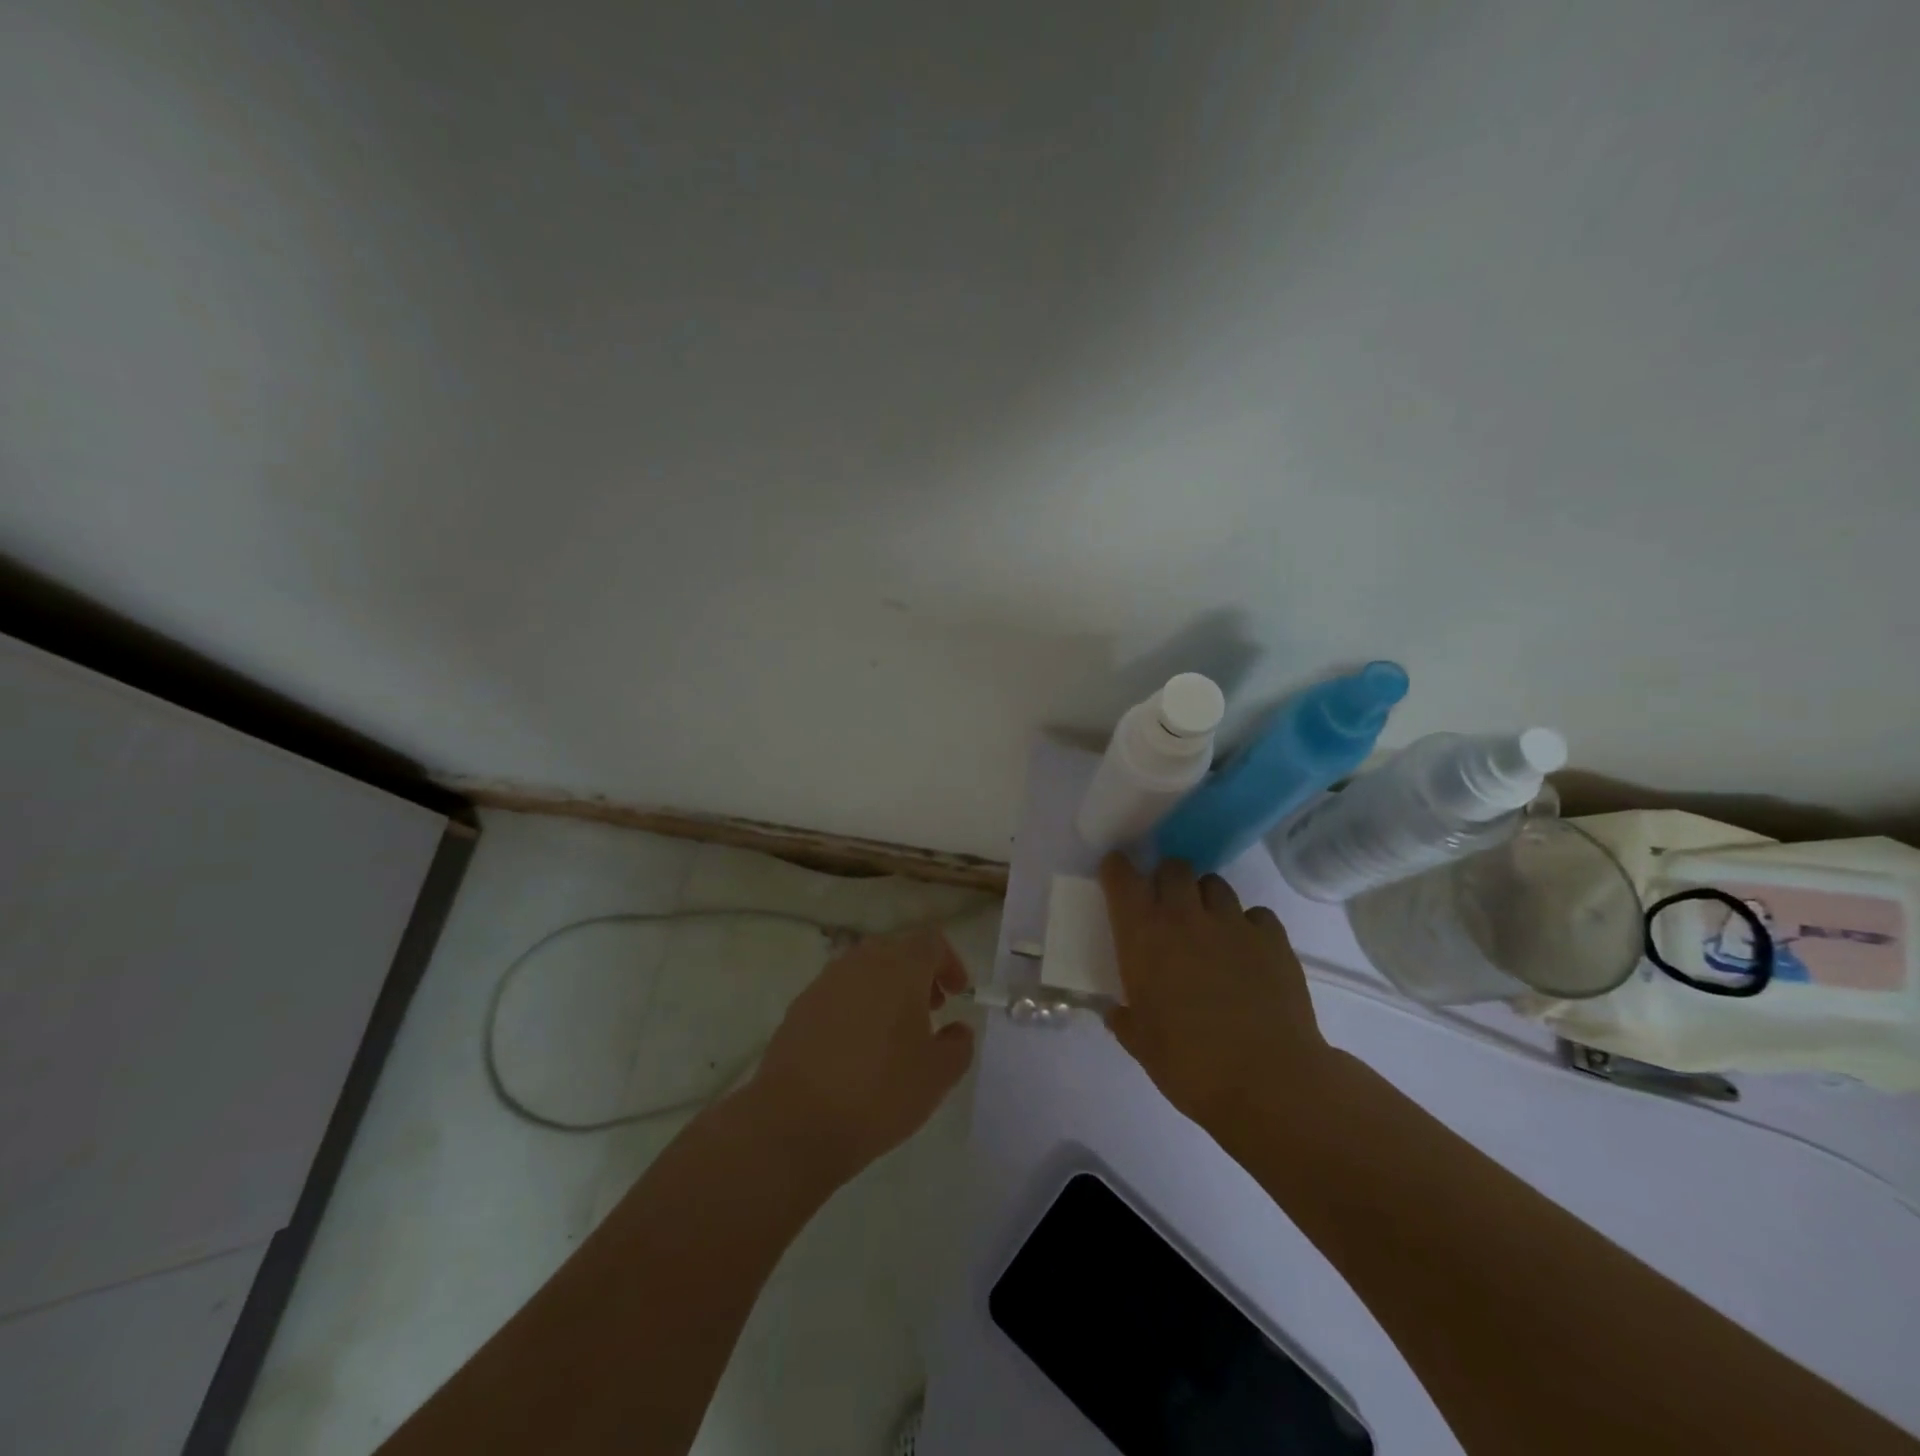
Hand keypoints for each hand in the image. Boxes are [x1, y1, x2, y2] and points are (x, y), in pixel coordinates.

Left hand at [750, 929, 974, 1184]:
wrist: (795, 1121)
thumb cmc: (879, 1092)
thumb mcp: (937, 1076)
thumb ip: (958, 1045)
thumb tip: (957, 1029)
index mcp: (900, 968)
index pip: (931, 941)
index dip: (950, 962)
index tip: (957, 994)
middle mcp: (862, 963)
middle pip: (897, 950)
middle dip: (918, 974)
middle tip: (930, 1011)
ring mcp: (826, 982)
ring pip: (865, 970)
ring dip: (886, 989)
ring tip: (893, 1032)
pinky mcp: (800, 1006)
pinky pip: (839, 993)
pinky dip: (856, 1006)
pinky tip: (857, 1047)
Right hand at [1100, 855, 1336, 1136]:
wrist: (1268, 1081)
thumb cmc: (1189, 1064)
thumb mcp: (1141, 1044)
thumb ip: (1125, 1020)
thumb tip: (1116, 1013)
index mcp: (1143, 935)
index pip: (1122, 878)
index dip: (1117, 869)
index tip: (1116, 874)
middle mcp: (1185, 916)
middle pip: (1173, 868)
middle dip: (1166, 879)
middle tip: (1166, 905)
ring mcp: (1233, 923)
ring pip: (1215, 884)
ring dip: (1205, 898)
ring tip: (1208, 926)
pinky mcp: (1273, 939)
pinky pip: (1257, 914)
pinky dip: (1248, 925)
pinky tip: (1248, 950)